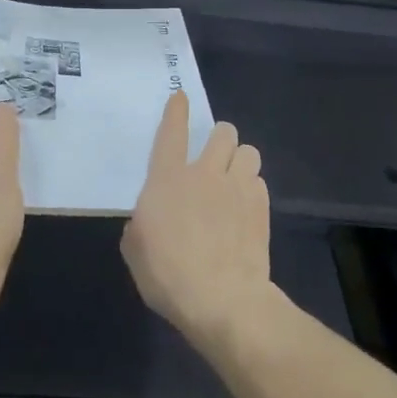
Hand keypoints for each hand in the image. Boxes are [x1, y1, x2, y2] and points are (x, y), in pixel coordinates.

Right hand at [122, 91, 274, 350]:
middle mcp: (204, 173)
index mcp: (167, 179)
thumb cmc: (168, 275)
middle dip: (219, 138)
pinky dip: (252, 187)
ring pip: (248, 150)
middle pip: (222, 132)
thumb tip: (148, 220)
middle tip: (213, 156)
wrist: (223, 300)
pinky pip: (260, 181)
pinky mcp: (261, 208)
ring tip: (234, 177)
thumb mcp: (135, 250)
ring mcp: (237, 188)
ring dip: (240, 159)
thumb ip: (140, 224)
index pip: (172, 131)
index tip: (180, 97)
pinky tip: (245, 206)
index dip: (176, 110)